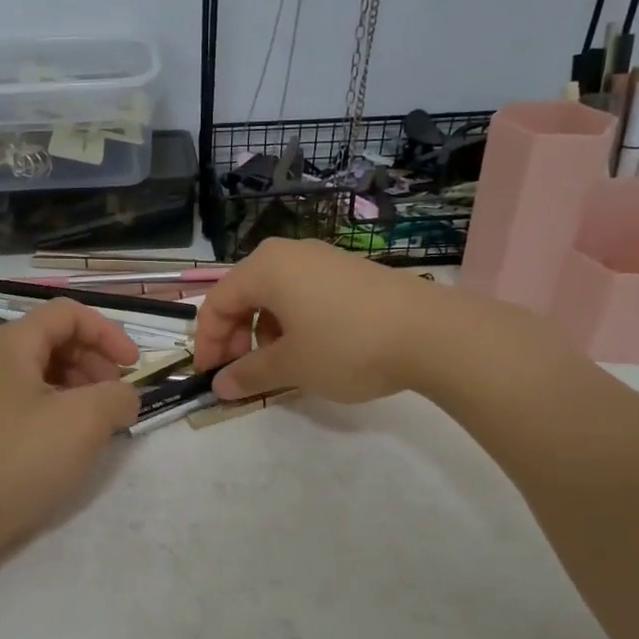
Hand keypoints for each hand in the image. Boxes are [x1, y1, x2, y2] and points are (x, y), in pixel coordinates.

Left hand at [0, 299, 140, 557]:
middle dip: (94, 361)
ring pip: (39, 372)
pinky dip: (54, 409)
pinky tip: (67, 442)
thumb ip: (117, 397)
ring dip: (77, 387)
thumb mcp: (83, 422)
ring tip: (97, 424)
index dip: (108, 333)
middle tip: (116, 398)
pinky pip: (23, 400)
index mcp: (9, 343)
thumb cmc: (18, 460)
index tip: (134, 367)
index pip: (67, 313)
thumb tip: (125, 396)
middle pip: (52, 339)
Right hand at [195, 238, 554, 403]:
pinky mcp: (349, 271)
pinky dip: (293, 322)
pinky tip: (310, 350)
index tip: (210, 376)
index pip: (217, 302)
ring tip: (279, 366)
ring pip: (275, 295)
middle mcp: (289, 253)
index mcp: (265, 267)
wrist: (430, 332)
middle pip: (244, 294)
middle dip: (235, 336)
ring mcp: (323, 259)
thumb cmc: (346, 345)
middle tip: (241, 373)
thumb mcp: (292, 366)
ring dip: (264, 332)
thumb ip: (250, 374)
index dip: (207, 342)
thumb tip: (220, 385)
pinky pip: (303, 293)